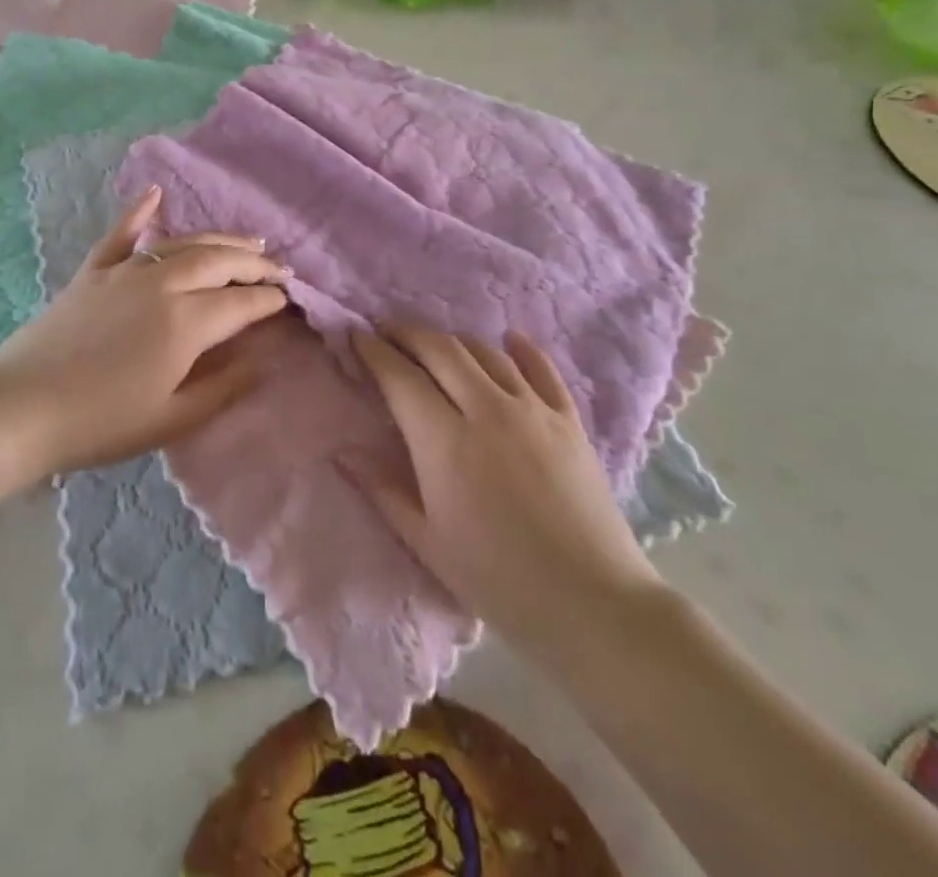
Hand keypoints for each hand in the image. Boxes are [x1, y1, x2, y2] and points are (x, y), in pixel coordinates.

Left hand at [0, 186, 288, 477]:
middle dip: (255, 262)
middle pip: (221, 261)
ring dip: (220, 238)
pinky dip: (140, 211)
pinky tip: (156, 193)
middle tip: (278, 266)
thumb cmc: (103, 422)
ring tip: (247, 239)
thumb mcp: (173, 418)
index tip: (289, 299)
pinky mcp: (93, 272)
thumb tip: (265, 359)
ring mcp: (125, 271)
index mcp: (187, 321)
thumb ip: (225, 386)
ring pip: (183, 243)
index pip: (243, 302)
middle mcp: (163, 283)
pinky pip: (121, 234)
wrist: (21, 409)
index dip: (270, 299)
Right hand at [349, 326, 661, 657]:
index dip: (374, 352)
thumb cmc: (498, 580)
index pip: (401, 377)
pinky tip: (509, 339)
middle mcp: (487, 410)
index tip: (356, 337)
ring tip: (435, 346)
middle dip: (408, 334)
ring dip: (453, 341)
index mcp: (445, 442)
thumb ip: (383, 490)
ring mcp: (533, 410)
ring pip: (485, 352)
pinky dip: (521, 348)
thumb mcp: (428, 542)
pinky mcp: (569, 419)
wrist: (593, 604)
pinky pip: (541, 368)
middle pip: (441, 350)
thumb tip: (344, 452)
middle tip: (388, 332)